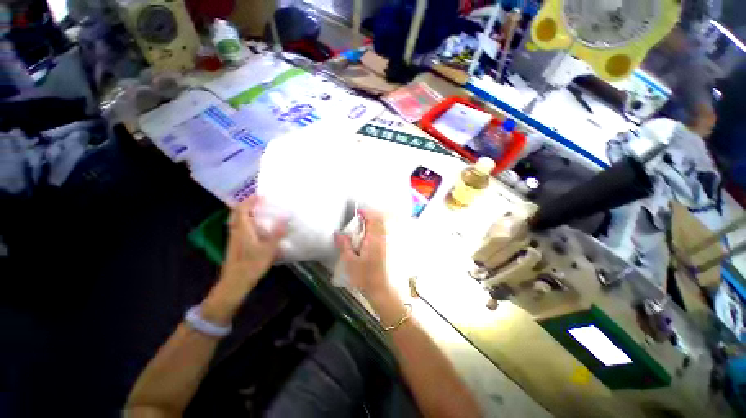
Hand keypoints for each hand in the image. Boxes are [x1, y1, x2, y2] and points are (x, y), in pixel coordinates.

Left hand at [220, 195, 286, 295]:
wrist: (234, 283)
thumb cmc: (251, 265)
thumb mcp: (268, 249)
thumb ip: (277, 233)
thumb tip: (286, 217)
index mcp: (243, 230)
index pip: (243, 209)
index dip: (251, 200)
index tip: (261, 195)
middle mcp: (236, 231)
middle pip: (236, 213)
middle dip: (246, 204)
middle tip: (259, 200)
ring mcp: (234, 239)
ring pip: (236, 220)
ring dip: (245, 212)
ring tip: (258, 210)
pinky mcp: (235, 245)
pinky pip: (239, 227)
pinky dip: (246, 221)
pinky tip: (255, 227)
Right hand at [335, 209, 390, 299]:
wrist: (382, 290)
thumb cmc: (365, 277)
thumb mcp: (351, 262)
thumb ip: (344, 245)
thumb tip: (338, 233)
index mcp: (374, 239)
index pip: (372, 219)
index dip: (365, 212)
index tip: (358, 211)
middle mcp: (383, 239)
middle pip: (379, 221)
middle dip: (370, 217)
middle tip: (360, 220)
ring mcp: (388, 243)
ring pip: (383, 227)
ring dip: (375, 223)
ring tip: (365, 228)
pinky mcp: (390, 249)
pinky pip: (385, 233)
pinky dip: (378, 230)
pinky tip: (371, 238)